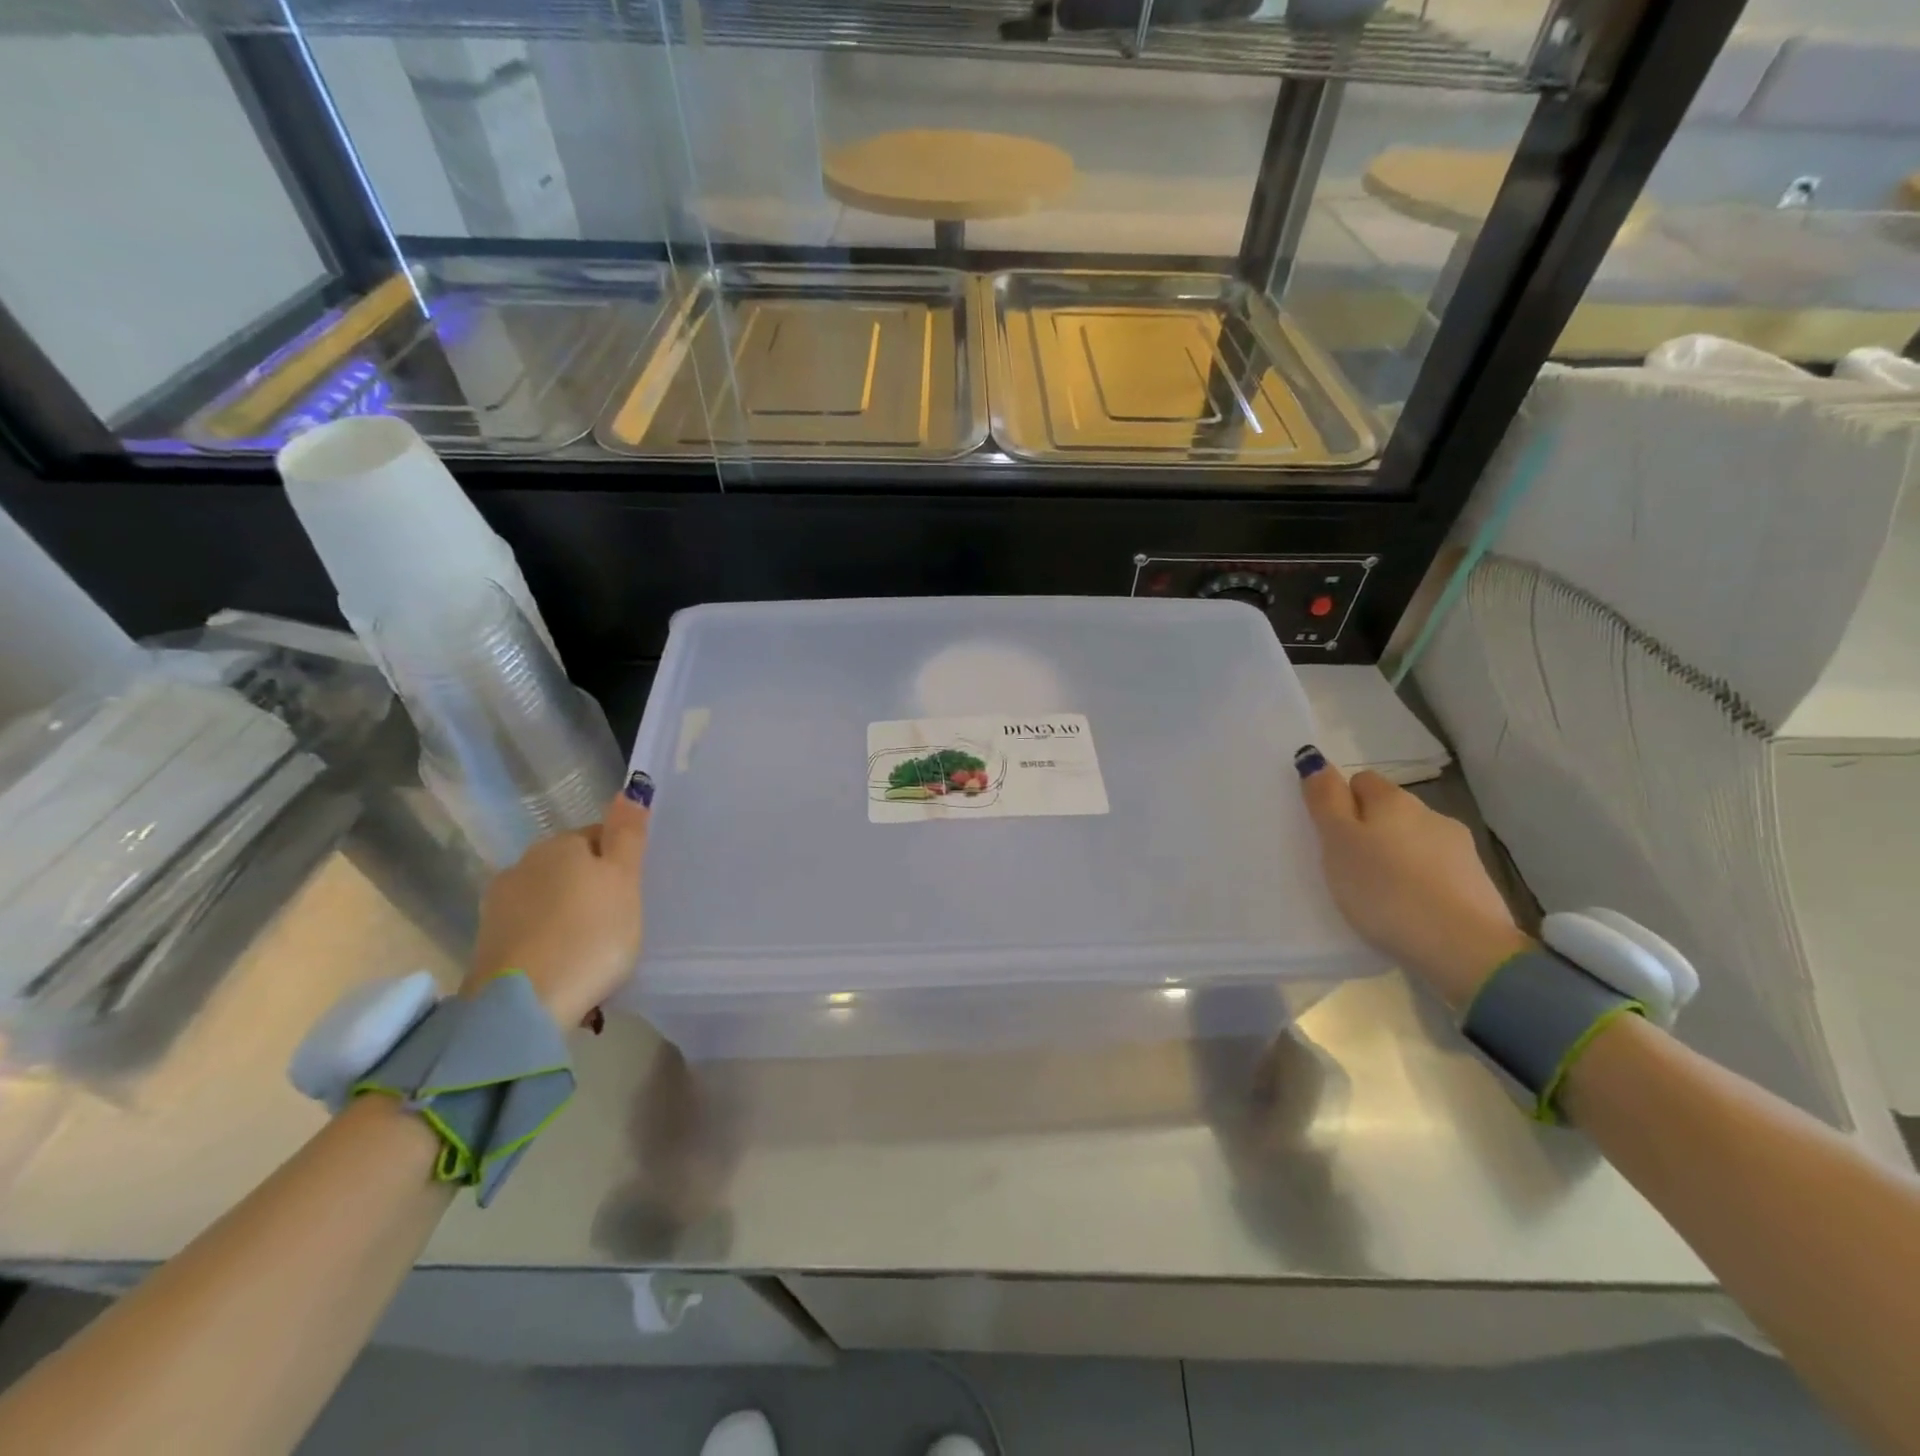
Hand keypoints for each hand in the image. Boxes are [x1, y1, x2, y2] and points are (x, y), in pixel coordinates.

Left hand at [463, 775, 651, 1028]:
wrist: (524, 1004)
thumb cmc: (590, 934)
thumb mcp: (626, 881)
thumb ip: (628, 834)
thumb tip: (631, 788)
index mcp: (560, 845)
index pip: (599, 836)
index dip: (621, 861)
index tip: (635, 892)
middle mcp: (523, 864)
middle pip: (570, 867)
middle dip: (591, 886)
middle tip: (618, 920)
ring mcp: (498, 905)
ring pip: (547, 899)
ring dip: (567, 914)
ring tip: (591, 948)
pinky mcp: (486, 943)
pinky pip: (530, 930)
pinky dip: (548, 940)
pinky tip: (564, 963)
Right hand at [1295, 747, 1529, 1011]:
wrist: (1462, 947)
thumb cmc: (1384, 889)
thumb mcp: (1338, 842)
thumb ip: (1325, 799)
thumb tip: (1314, 757)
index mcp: (1393, 800)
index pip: (1360, 781)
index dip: (1341, 802)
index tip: (1328, 834)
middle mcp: (1429, 814)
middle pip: (1389, 810)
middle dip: (1369, 828)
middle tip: (1346, 864)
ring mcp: (1458, 849)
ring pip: (1414, 840)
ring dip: (1396, 855)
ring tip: (1378, 891)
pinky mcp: (1476, 883)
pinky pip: (1434, 871)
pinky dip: (1419, 881)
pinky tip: (1408, 907)